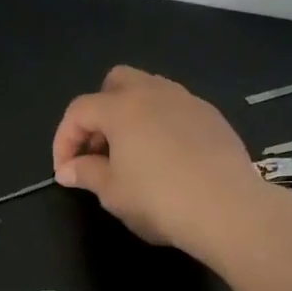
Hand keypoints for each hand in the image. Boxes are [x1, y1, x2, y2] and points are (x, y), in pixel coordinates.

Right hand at [52, 66, 261, 255]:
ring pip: (150, 90)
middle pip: (116, 82)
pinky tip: (166, 157)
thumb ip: (86, 173)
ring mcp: (187, 101)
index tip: (65, 171)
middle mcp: (154, 93)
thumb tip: (67, 169)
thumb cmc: (159, 200)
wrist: (227, 208)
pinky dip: (161, 123)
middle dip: (99, 111)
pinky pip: (176, 108)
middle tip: (99, 149)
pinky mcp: (212, 117)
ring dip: (132, 114)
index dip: (64, 139)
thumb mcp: (113, 193)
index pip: (79, 111)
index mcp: (122, 108)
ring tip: (131, 152)